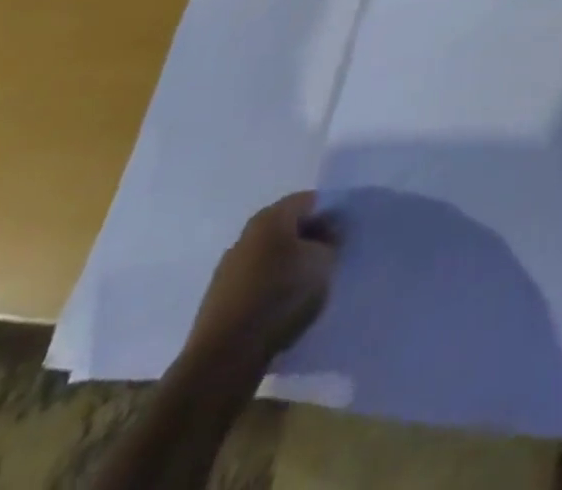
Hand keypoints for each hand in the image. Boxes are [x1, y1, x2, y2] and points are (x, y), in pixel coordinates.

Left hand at [182, 193, 338, 370]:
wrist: (224, 359)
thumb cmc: (281, 296)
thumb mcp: (324, 263)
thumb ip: (330, 244)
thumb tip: (325, 240)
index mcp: (270, 218)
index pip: (309, 201)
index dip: (330, 215)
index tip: (343, 237)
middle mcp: (245, 237)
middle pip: (287, 229)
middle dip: (309, 241)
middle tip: (329, 261)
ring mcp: (227, 272)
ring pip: (270, 259)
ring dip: (290, 268)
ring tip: (308, 290)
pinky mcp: (218, 304)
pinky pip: (255, 286)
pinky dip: (271, 292)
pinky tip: (284, 311)